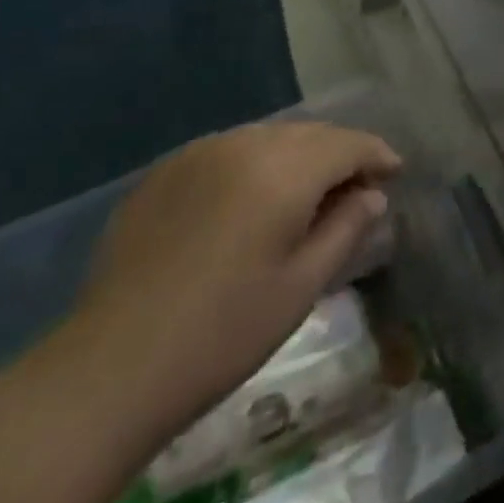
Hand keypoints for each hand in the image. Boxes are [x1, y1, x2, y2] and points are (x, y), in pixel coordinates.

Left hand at [72, 122, 401, 436]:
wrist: (109, 368)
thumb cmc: (222, 332)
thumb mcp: (301, 287)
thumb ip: (346, 229)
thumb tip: (372, 195)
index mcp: (284, 168)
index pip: (348, 143)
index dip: (377, 154)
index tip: (395, 172)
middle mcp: (246, 143)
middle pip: (310, 134)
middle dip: (339, 153)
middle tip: (357, 186)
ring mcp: (201, 152)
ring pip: (268, 138)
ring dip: (297, 157)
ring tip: (307, 192)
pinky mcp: (166, 171)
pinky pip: (229, 151)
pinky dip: (254, 164)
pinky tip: (250, 200)